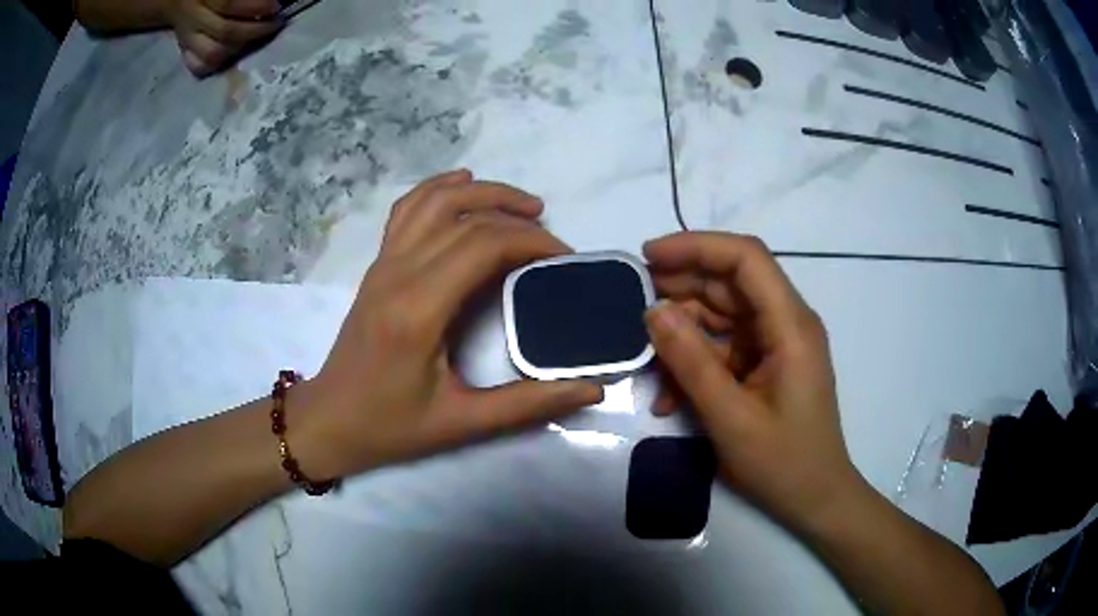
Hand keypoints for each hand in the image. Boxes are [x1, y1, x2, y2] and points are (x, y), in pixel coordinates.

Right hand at [164, 0, 282, 76]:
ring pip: (212, 55)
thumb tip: (268, 0)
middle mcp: (192, 19)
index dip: (255, 6)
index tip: (275, 6)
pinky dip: (218, 64)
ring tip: (259, 38)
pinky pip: (199, 67)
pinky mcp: (184, 53)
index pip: (228, 4)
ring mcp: (186, 40)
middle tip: (276, 23)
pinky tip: (235, 52)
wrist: (175, 0)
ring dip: (240, 49)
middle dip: (255, 30)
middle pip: (224, 32)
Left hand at [292, 171, 603, 479]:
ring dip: (481, 192)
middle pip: (464, 217)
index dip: (531, 241)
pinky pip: (407, 209)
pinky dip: (437, 188)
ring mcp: (383, 263)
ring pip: (434, 200)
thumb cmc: (391, 425)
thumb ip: (529, 403)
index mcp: (419, 309)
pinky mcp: (377, 265)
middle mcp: (398, 273)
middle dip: (516, 216)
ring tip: (521, 204)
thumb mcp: (463, 423)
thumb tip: (591, 388)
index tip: (564, 259)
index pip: (483, 245)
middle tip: (553, 237)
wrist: (330, 419)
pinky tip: (462, 182)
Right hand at [642, 232, 860, 531]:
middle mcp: (786, 323)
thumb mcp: (730, 418)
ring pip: (723, 315)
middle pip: (731, 282)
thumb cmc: (782, 462)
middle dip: (681, 287)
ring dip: (683, 331)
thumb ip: (691, 362)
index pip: (746, 258)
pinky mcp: (766, 364)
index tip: (649, 257)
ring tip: (645, 353)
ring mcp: (776, 344)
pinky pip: (725, 347)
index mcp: (790, 325)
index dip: (697, 247)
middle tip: (632, 303)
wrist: (815, 498)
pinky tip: (669, 394)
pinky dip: (695, 361)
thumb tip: (653, 310)